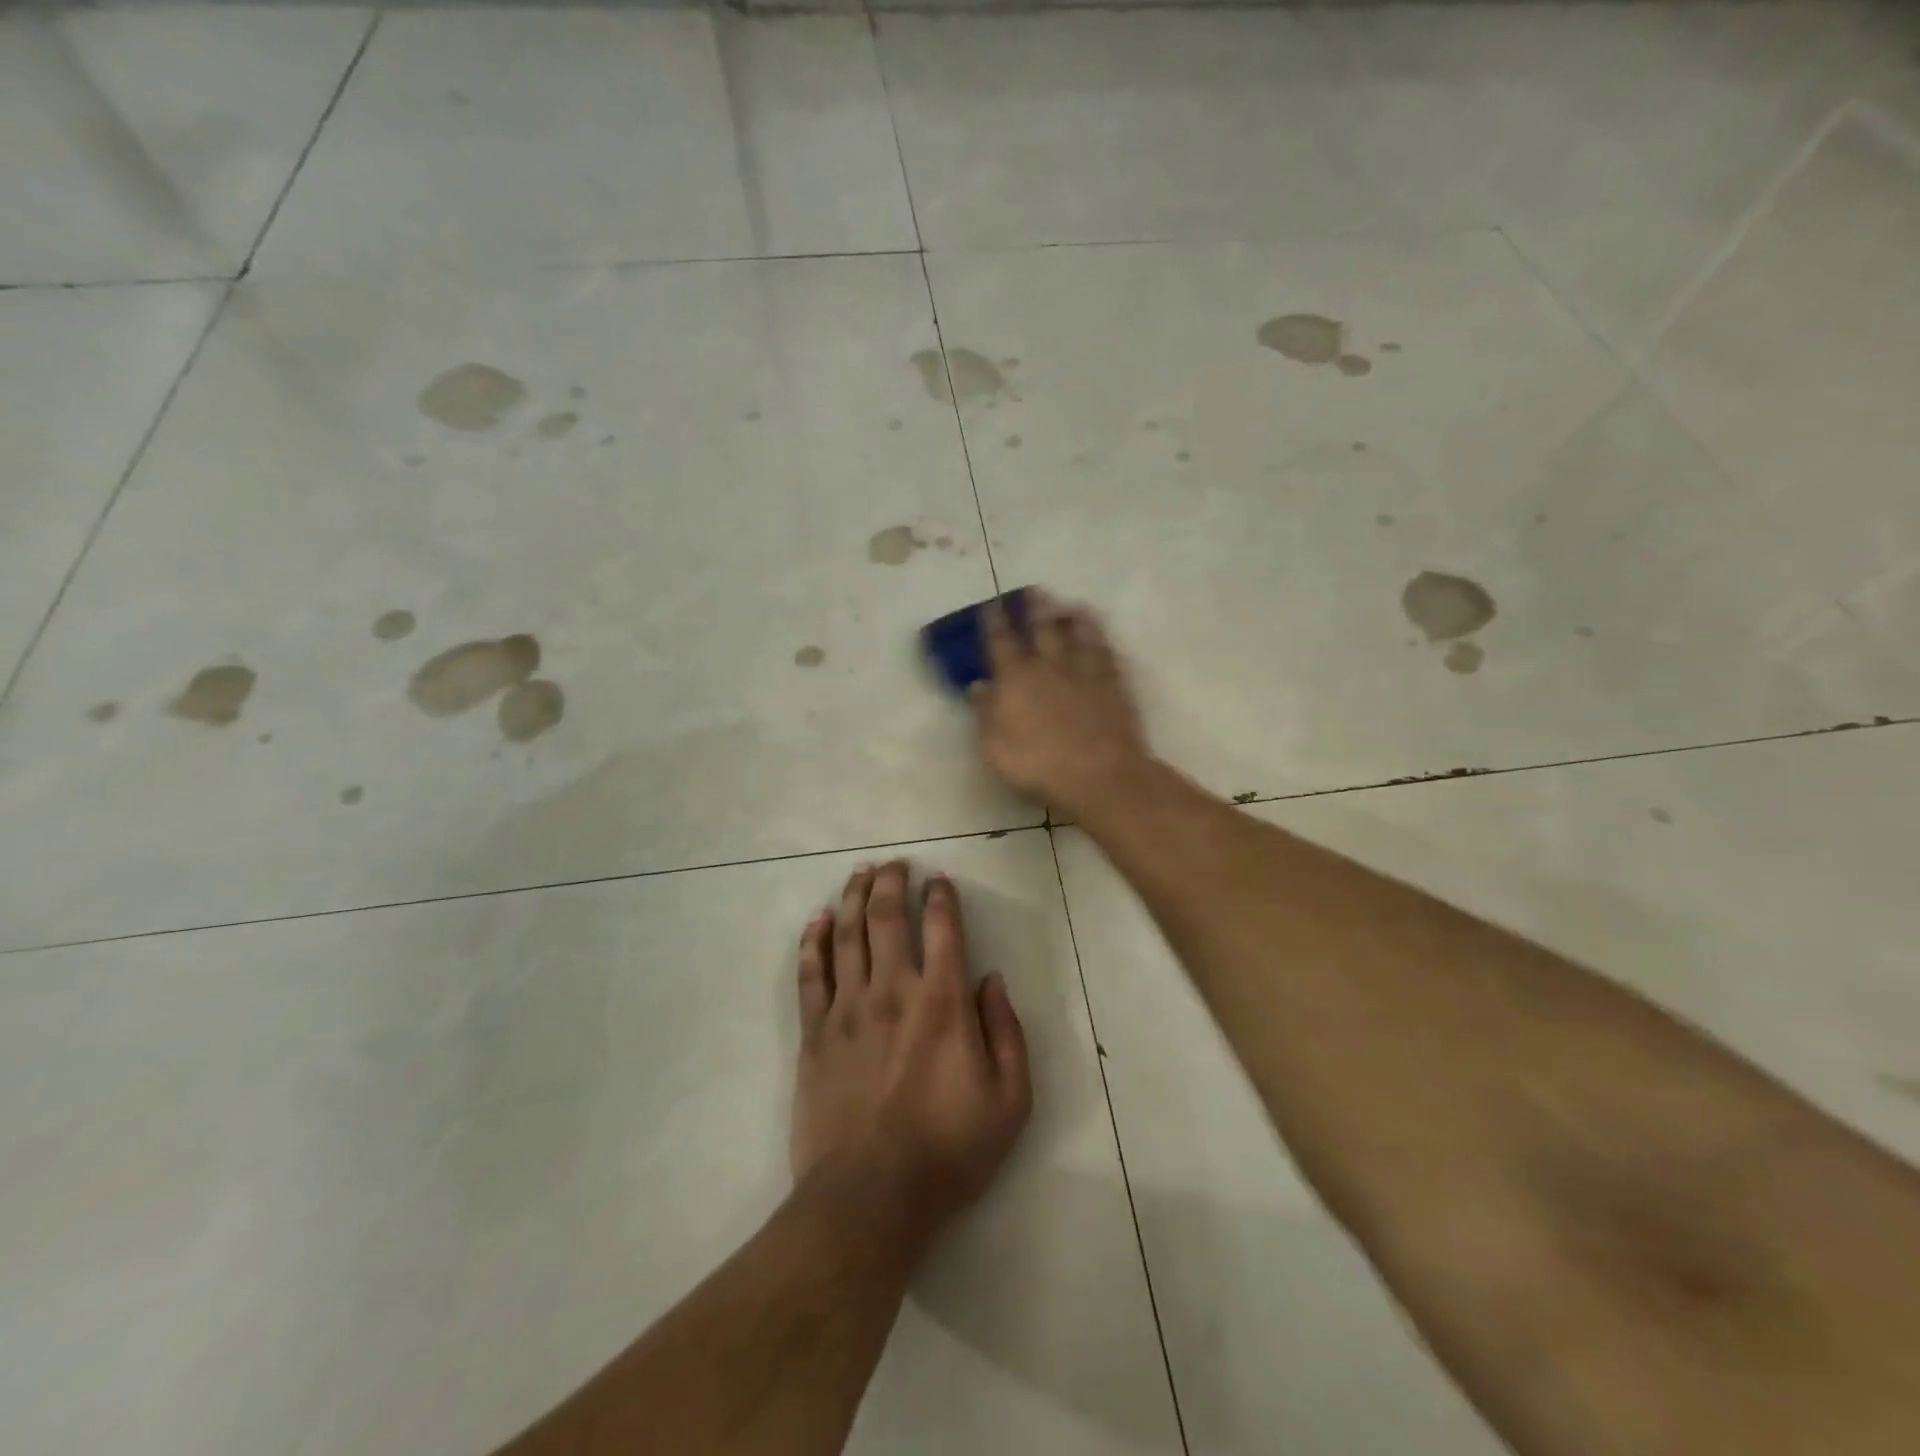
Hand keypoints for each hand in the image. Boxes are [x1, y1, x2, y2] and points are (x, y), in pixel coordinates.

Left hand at [791, 863, 1031, 1237]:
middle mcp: (893, 990)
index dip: (941, 896)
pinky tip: (817, 920)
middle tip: (894, 863)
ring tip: (859, 874)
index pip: (943, 928)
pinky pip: (811, 974)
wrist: (870, 1197)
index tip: (939, 880)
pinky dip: (814, 941)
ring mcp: (848, 1009)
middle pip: (887, 917)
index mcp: (942, 1002)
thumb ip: (1007, 1032)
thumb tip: (991, 981)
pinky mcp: (814, 1034)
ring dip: (853, 898)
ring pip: (847, 935)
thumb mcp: (1010, 1100)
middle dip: (892, 882)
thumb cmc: (948, 1150)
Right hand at [971, 590, 1148, 812]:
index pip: (1001, 644)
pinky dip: (1102, 641)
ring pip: (1079, 637)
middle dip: (1035, 609)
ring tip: (1071, 605)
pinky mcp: (1114, 687)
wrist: (1098, 775)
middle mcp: (1050, 668)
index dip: (995, 623)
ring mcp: (1085, 674)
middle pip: (1042, 630)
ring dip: (1073, 619)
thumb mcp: (995, 746)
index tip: (991, 605)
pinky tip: (1101, 636)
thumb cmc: (1038, 766)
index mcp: (1016, 680)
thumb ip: (986, 712)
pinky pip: (1106, 655)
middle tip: (1034, 590)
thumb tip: (978, 685)